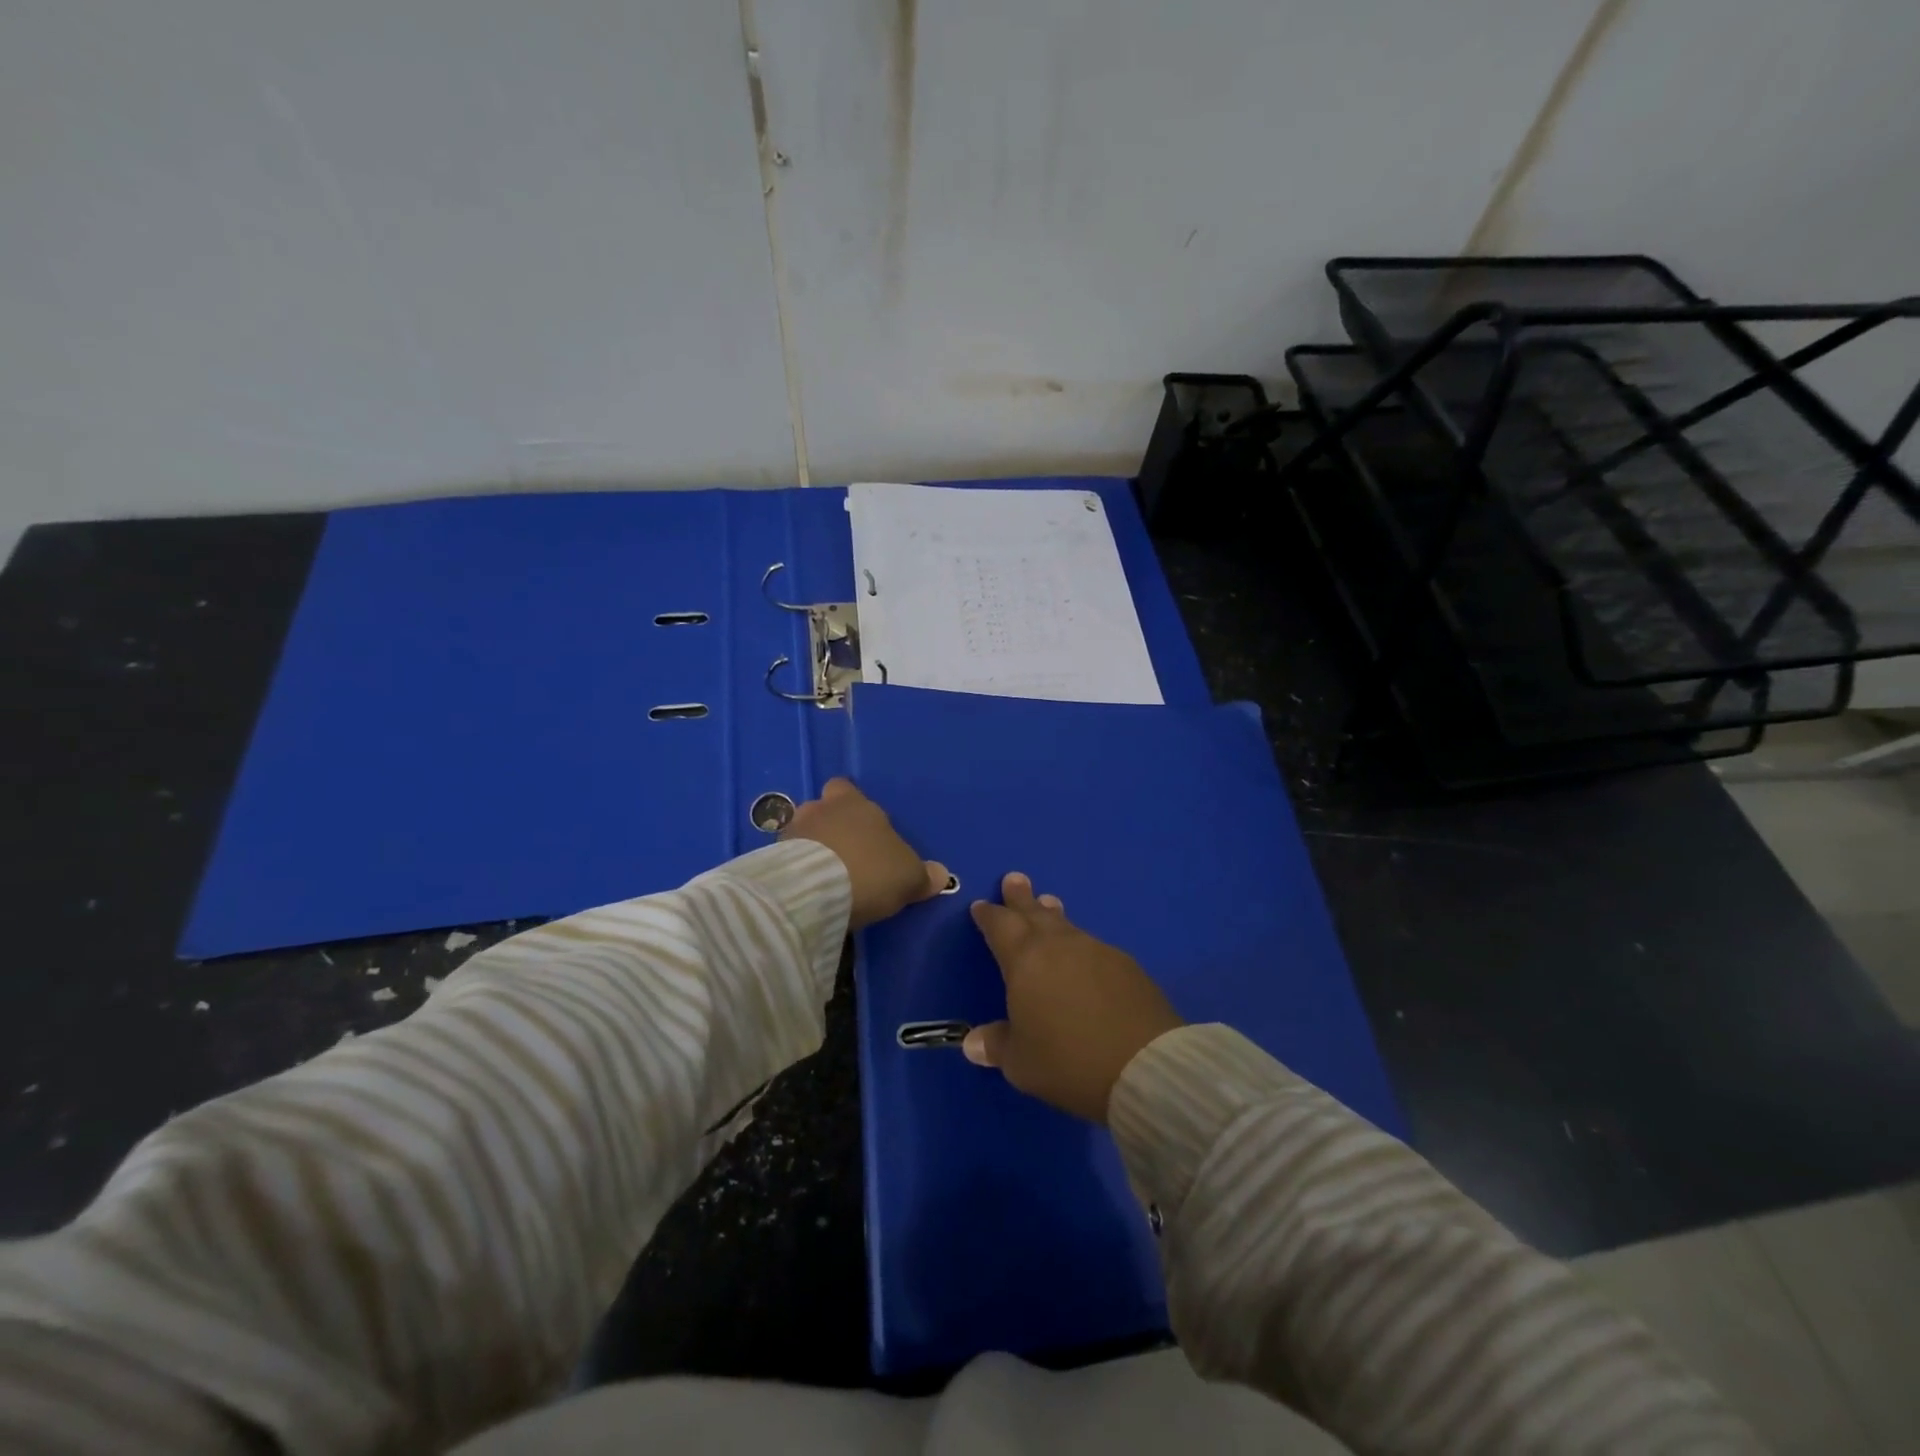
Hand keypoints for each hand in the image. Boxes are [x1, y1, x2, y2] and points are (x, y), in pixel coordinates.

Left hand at [781, 778, 946, 930]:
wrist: (818, 891)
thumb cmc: (871, 870)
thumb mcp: (909, 877)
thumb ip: (923, 875)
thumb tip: (940, 875)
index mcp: (854, 802)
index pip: (846, 788)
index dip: (851, 805)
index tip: (862, 829)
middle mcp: (819, 808)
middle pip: (822, 810)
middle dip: (829, 828)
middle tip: (844, 855)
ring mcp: (791, 831)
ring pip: (802, 834)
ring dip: (810, 849)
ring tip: (824, 876)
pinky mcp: (771, 858)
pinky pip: (786, 859)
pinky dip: (795, 870)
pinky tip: (808, 889)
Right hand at [965, 872, 1183, 1123]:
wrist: (1144, 1065)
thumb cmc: (1068, 1061)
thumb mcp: (1021, 1063)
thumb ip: (996, 1046)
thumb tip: (972, 1042)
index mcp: (1025, 960)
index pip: (1000, 926)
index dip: (989, 916)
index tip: (981, 905)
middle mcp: (1059, 945)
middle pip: (1034, 913)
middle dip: (1021, 898)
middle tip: (1014, 878)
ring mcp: (1096, 950)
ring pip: (1067, 925)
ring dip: (1052, 915)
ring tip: (1047, 904)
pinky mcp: (1126, 965)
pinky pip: (1092, 945)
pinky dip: (1079, 943)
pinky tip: (1082, 954)